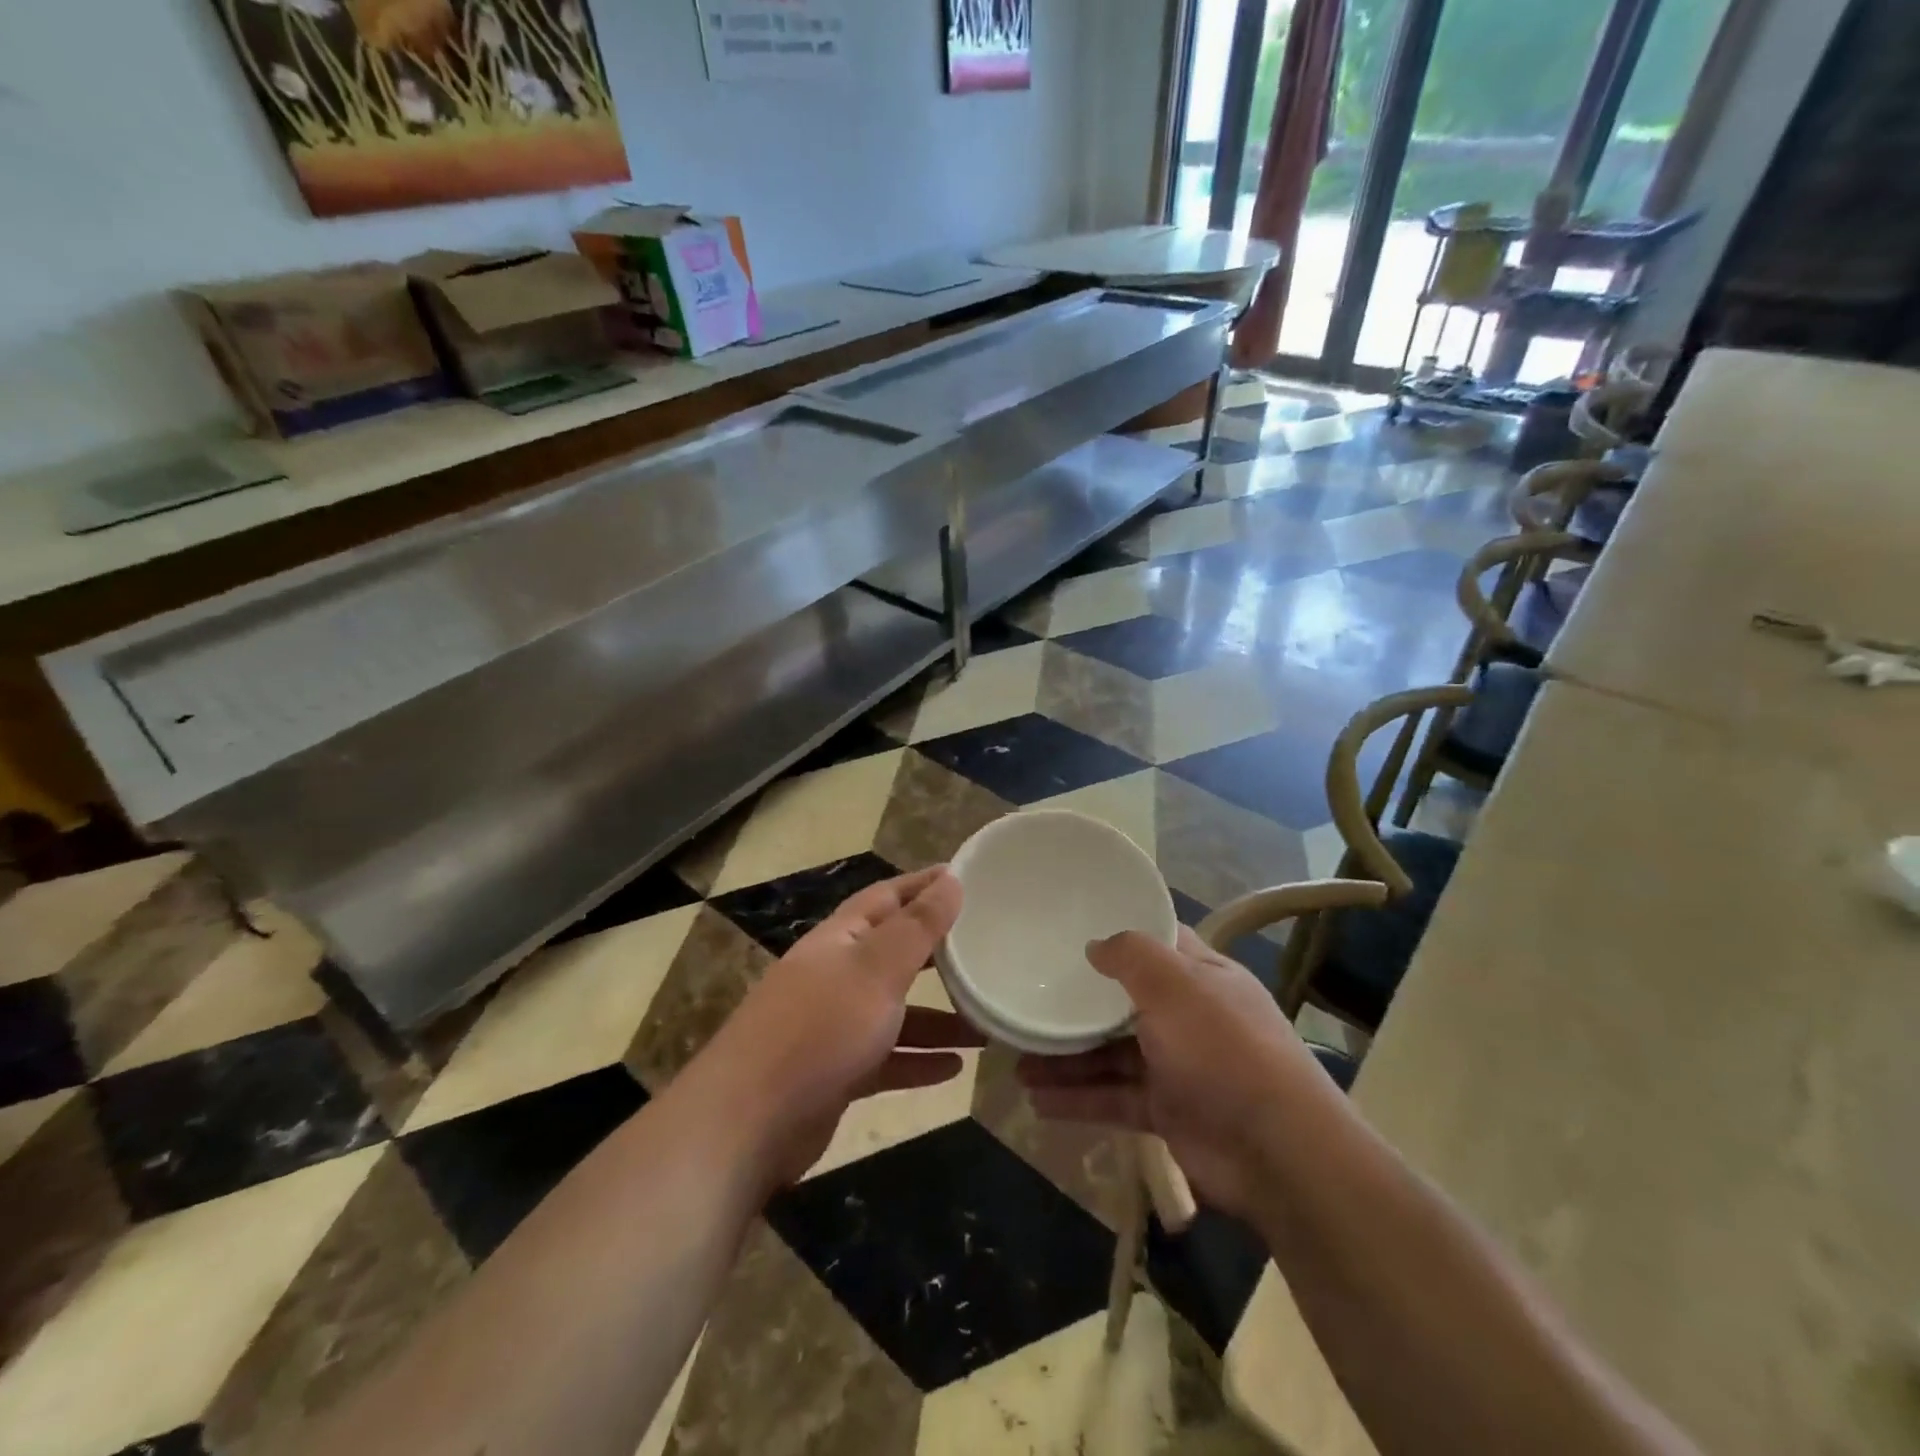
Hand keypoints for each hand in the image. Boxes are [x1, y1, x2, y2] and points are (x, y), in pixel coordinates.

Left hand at [695, 866, 979, 1188]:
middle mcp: (836, 975)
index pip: (887, 897)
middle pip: (894, 954)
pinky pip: (888, 1059)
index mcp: (840, 938)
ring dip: (939, 1018)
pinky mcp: (836, 1073)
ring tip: (987, 1026)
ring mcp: (834, 1026)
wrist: (747, 1122)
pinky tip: (956, 1069)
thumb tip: (950, 879)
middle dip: (939, 954)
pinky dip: (919, 1060)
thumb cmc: (820, 1028)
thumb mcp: (877, 969)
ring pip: (897, 1012)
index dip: (924, 885)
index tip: (966, 877)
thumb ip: (917, 927)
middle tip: (987, 951)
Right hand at [1017, 927, 1338, 1218]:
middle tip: (1031, 999)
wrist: (1277, 1153)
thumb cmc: (1223, 1049)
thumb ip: (1132, 957)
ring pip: (1112, 1054)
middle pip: (1126, 1002)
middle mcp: (1190, 1017)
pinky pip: (1114, 1098)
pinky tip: (1037, 1101)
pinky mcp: (1167, 1112)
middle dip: (1080, 1004)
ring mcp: (1178, 1067)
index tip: (1073, 931)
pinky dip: (1079, 1099)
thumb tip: (1096, 945)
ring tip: (1018, 1060)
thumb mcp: (1175, 986)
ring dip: (1069, 1057)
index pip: (1158, 945)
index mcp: (1202, 977)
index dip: (1121, 936)